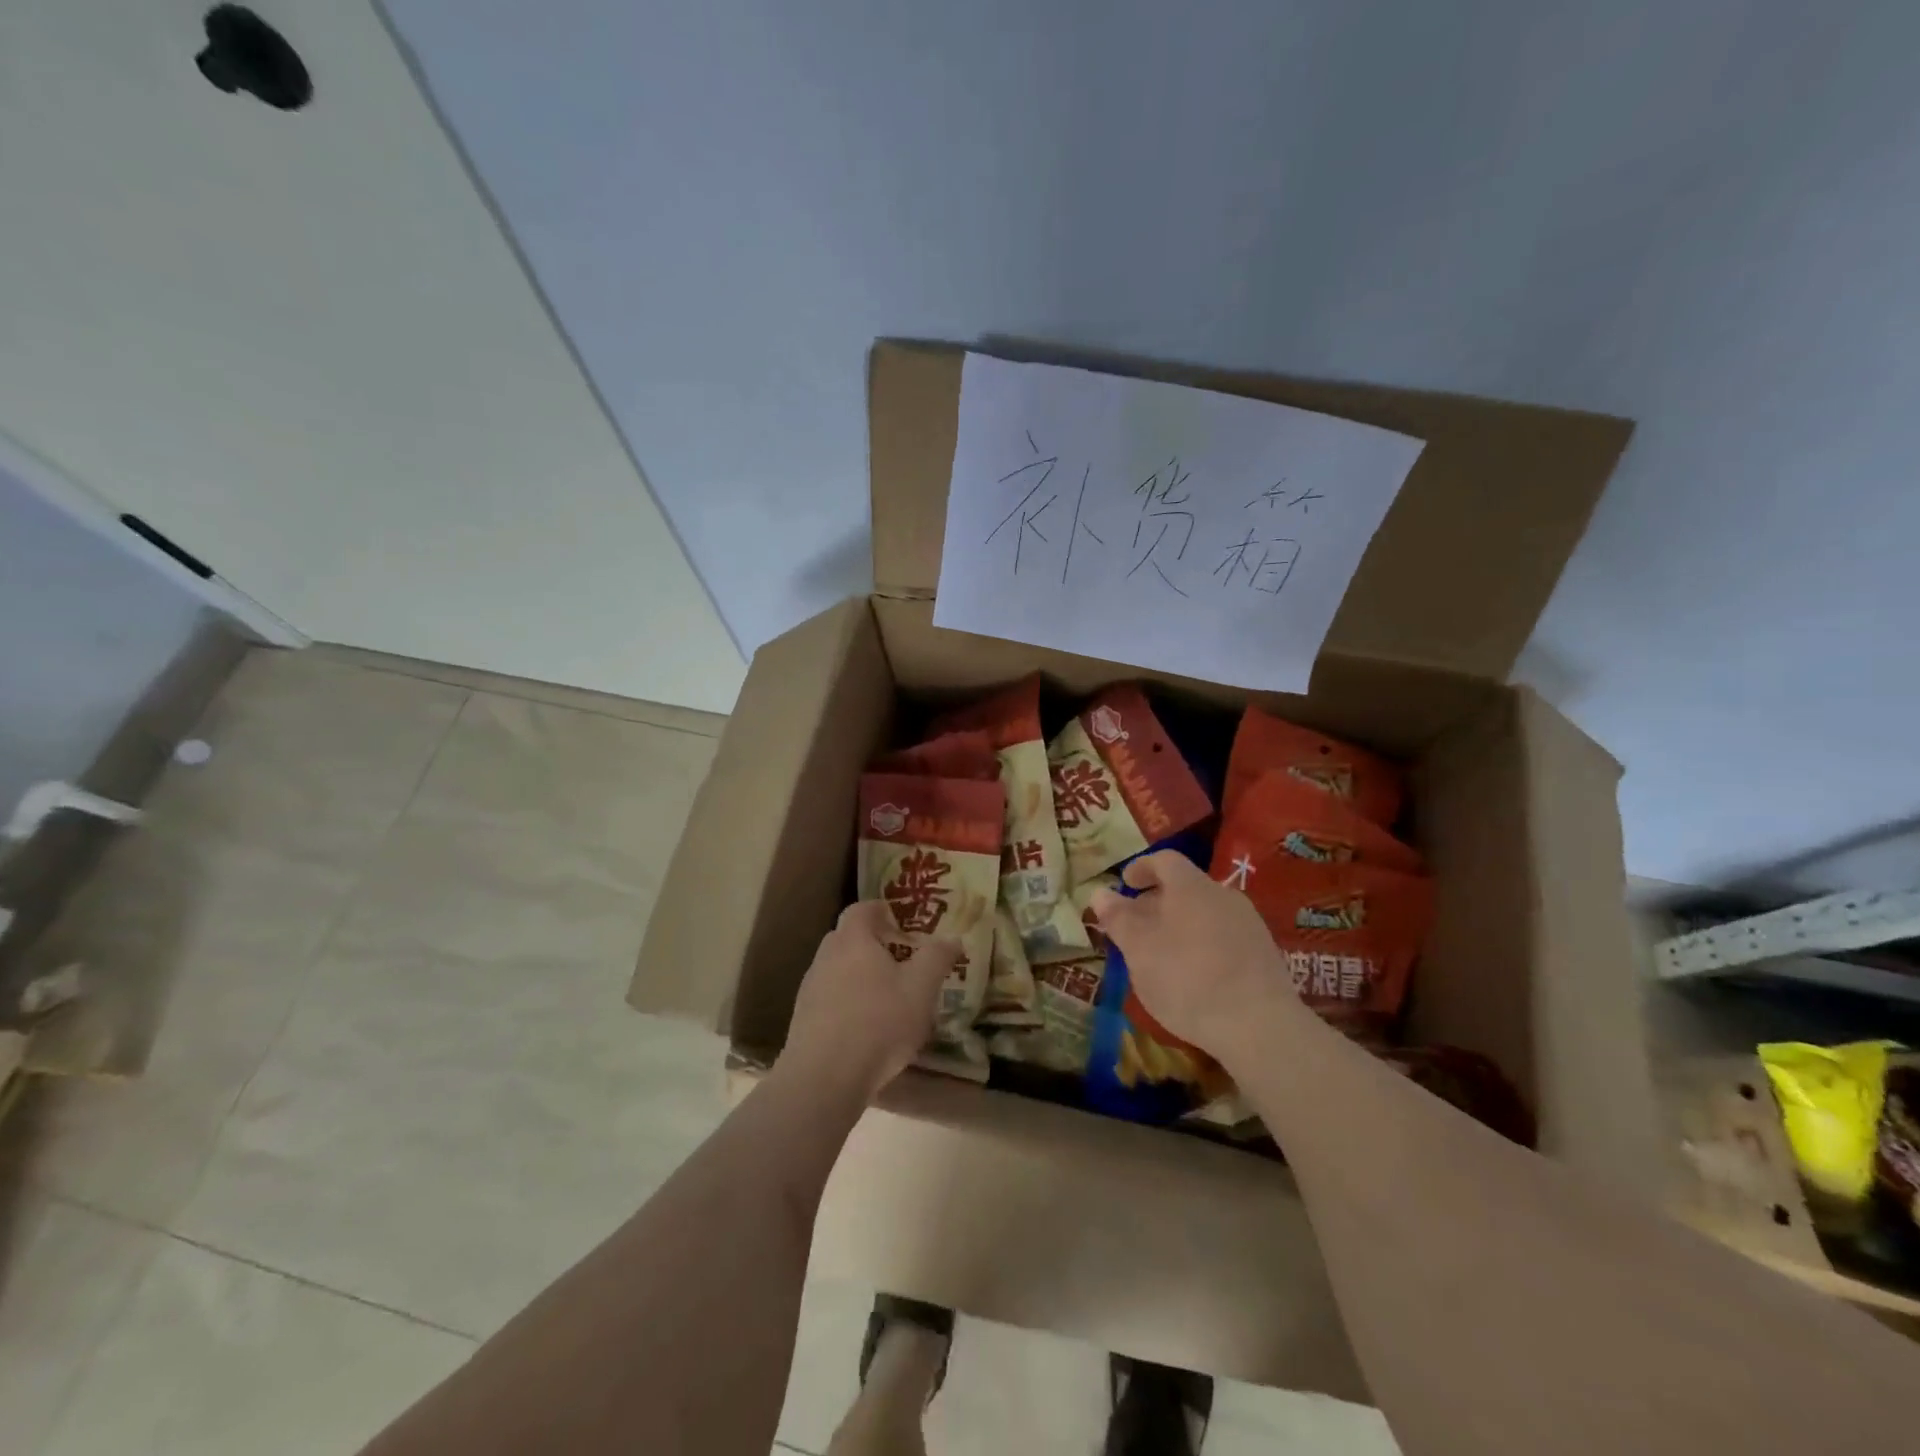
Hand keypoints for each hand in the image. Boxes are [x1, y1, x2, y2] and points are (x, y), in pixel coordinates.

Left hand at [780, 900, 957, 1101]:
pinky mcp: (802, 1019)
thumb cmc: (879, 1022)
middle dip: (872, 942)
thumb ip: (937, 957)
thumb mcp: (921, 988)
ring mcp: (810, 988)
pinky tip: (864, 1026)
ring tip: (885, 995)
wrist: (824, 1077)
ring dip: (858, 974)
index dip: (881, 909)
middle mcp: (826, 956)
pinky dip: (846, 1001)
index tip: (900, 920)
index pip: (862, 909)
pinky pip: (828, 997)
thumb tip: (953, 938)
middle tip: (899, 958)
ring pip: (837, 968)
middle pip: (847, 937)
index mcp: (853, 940)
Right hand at [1089, 850, 1296, 1058]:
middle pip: (1185, 887)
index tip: (1124, 884)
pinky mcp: (1264, 953)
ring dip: (1180, 924)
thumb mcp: (1139, 950)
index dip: (1141, 868)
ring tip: (1162, 953)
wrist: (1260, 1026)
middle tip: (1136, 925)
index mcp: (1191, 887)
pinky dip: (1202, 943)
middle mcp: (1223, 895)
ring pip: (1205, 912)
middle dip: (1157, 901)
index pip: (1164, 860)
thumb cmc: (1188, 979)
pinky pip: (1224, 935)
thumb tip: (1099, 893)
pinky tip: (1194, 974)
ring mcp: (1249, 924)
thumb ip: (1118, 918)